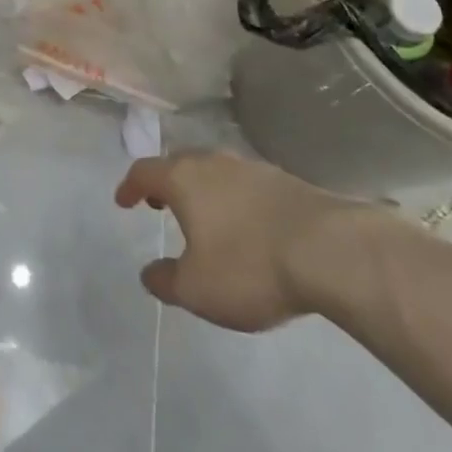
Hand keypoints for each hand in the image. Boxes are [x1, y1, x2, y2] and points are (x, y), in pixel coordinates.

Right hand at [115, 150, 387, 331]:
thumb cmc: (249, 265)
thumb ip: (167, 281)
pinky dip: (233, 198)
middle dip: (165, 183)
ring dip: (202, 190)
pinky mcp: (284, 180)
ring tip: (203, 216)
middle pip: (179, 163)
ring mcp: (251, 167)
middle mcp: (213, 162)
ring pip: (214, 171)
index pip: (144, 171)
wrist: (330, 249)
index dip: (129, 186)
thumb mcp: (197, 289)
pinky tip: (245, 224)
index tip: (122, 201)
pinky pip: (244, 184)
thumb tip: (149, 273)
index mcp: (183, 178)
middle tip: (159, 204)